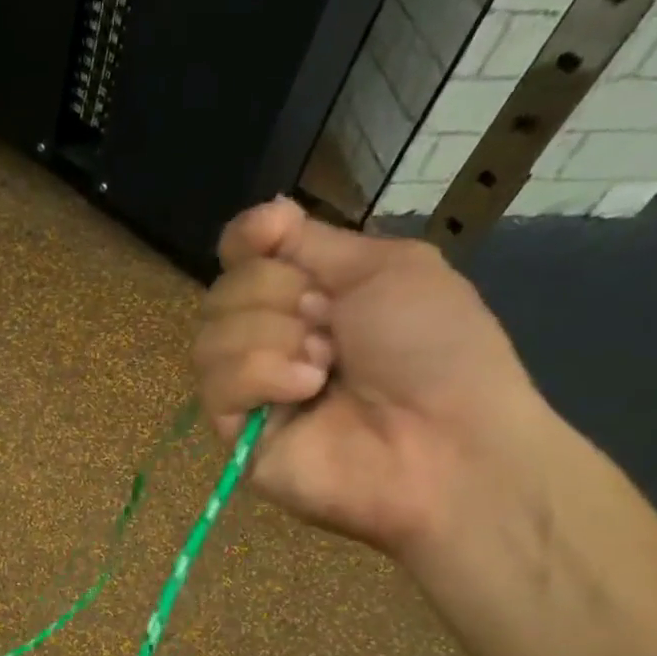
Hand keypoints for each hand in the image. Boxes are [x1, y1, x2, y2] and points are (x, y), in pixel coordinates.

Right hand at [193, 198, 541, 554]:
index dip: (246, 239)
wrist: (446, 441)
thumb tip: (263, 214)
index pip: (241, 257)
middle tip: (331, 324)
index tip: (272, 234)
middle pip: (221, 290)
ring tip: (325, 366)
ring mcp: (252, 391)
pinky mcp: (237, 436)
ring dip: (273, 336)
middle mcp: (271, 340)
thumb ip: (316, 242)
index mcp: (309, 297)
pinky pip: (217, 384)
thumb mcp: (389, 268)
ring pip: (209, 336)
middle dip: (277, 294)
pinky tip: (306, 390)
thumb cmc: (435, 350)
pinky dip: (262, 375)